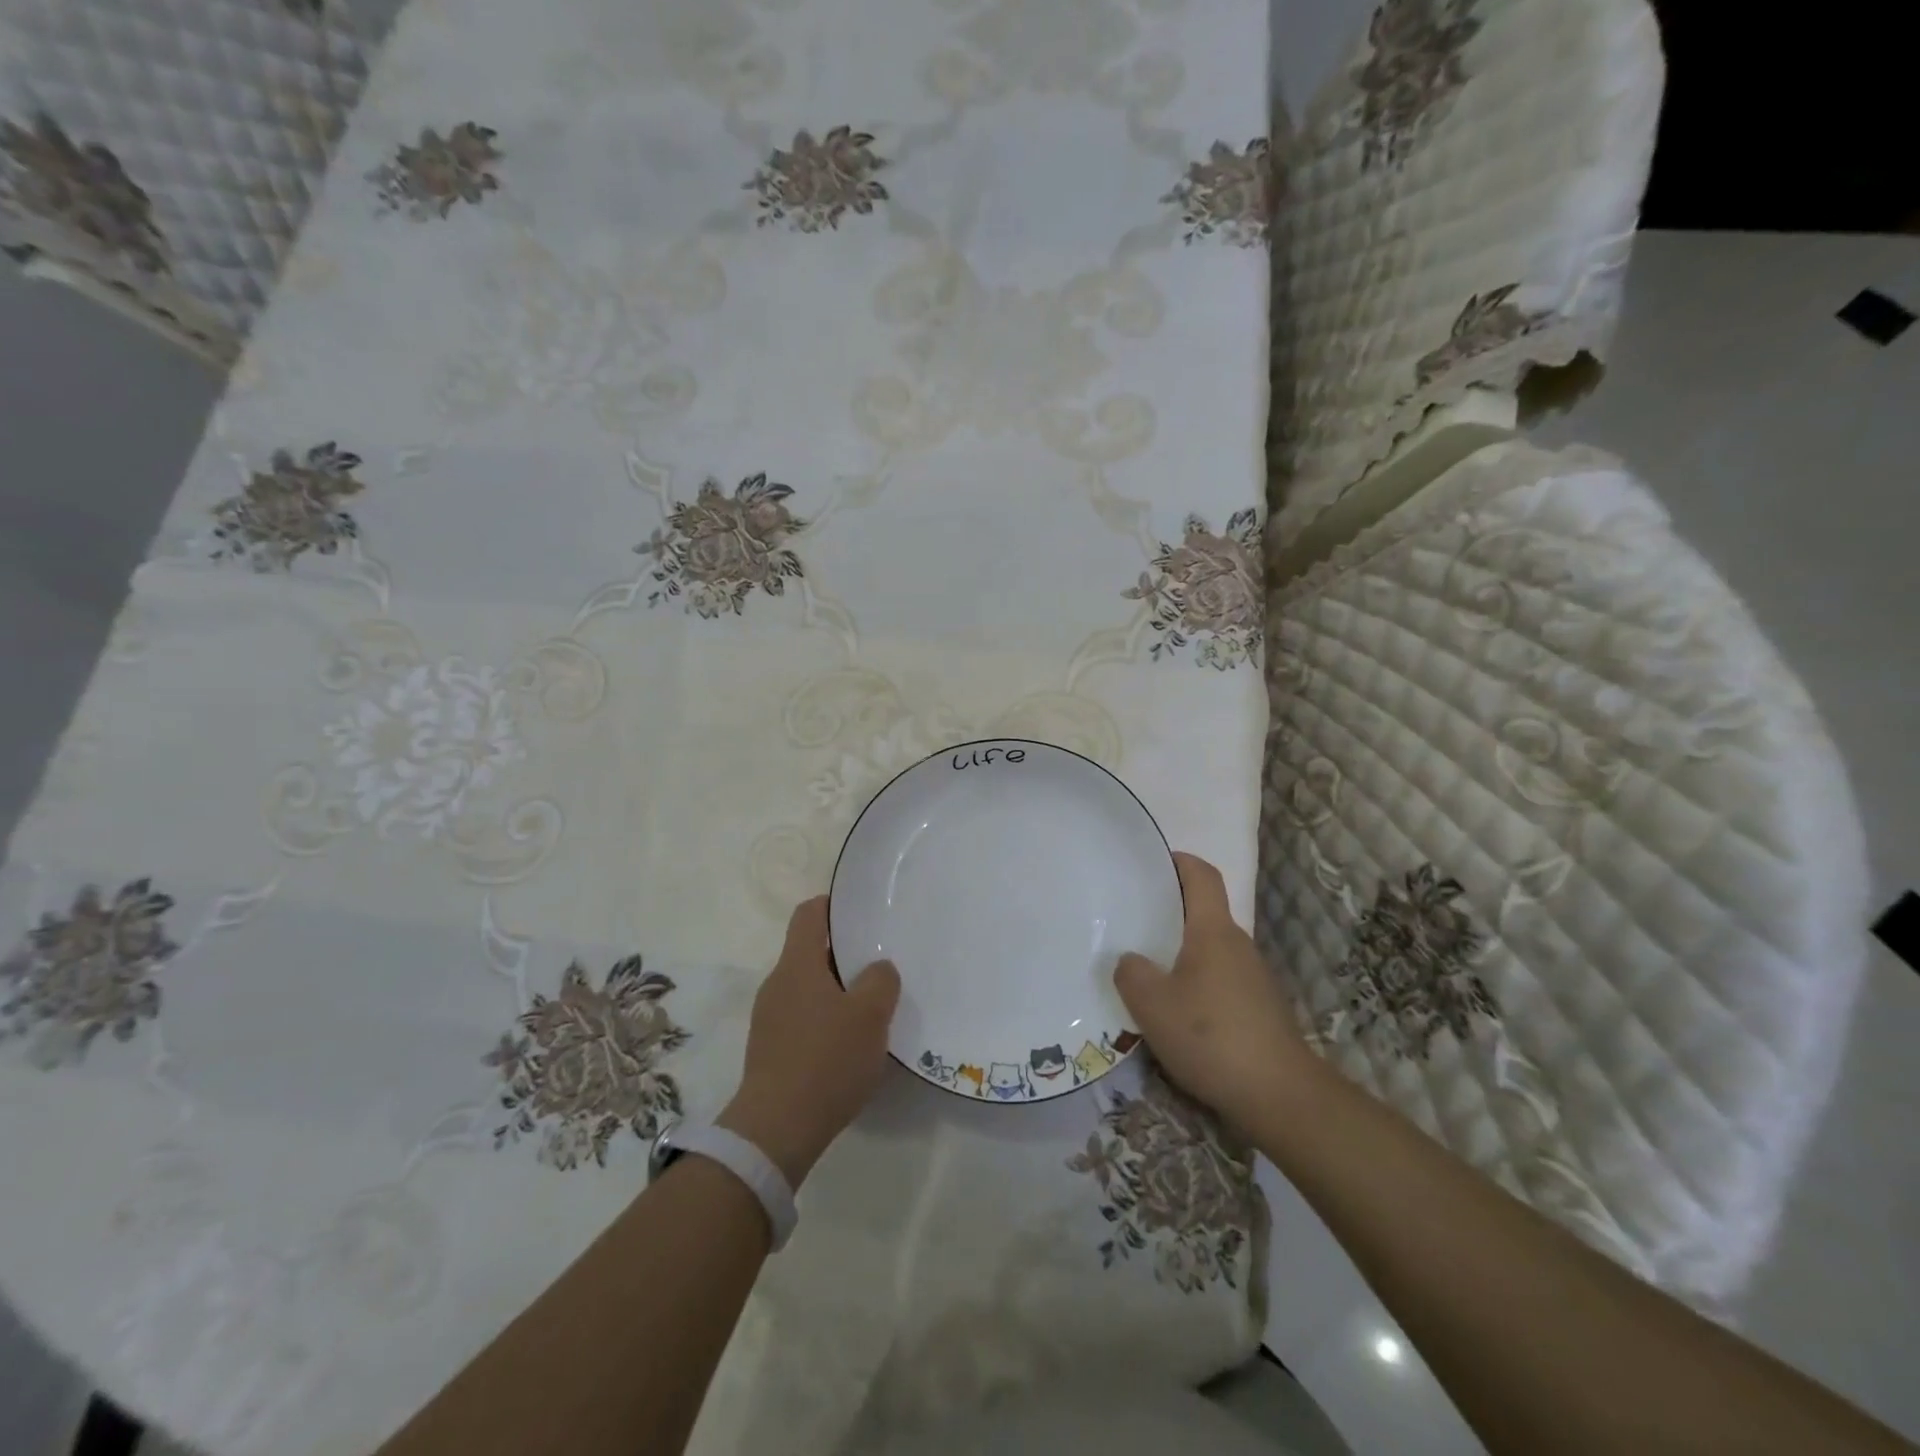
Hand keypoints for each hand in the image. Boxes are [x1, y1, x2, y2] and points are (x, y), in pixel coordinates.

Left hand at [717, 897, 899, 1186]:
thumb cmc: (826, 1059)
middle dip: (845, 954)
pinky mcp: (771, 1050)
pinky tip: (850, 1044)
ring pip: (809, 988)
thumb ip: (881, 981)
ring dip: (838, 991)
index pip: (809, 913)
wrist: (776, 1130)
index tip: (862, 912)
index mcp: (797, 964)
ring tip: (872, 1007)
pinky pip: (803, 1018)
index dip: (834, 905)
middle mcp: (777, 983)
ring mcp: (770, 1018)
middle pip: (810, 952)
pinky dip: (826, 1020)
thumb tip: (878, 969)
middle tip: (881, 963)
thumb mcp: (870, 1016)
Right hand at [1115, 852, 1318, 1129]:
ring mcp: (1252, 977)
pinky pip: (1218, 978)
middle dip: (1168, 911)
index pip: (1202, 875)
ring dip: (1179, 951)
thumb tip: (1130, 960)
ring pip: (1209, 949)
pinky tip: (1174, 1010)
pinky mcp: (1258, 1007)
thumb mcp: (1152, 1005)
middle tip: (1129, 920)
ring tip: (1144, 968)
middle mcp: (1237, 944)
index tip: (1150, 862)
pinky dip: (1194, 981)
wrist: (1280, 1096)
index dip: (1179, 861)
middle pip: (1202, 912)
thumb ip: (1131, 973)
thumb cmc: (1212, 1037)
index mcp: (1213, 931)